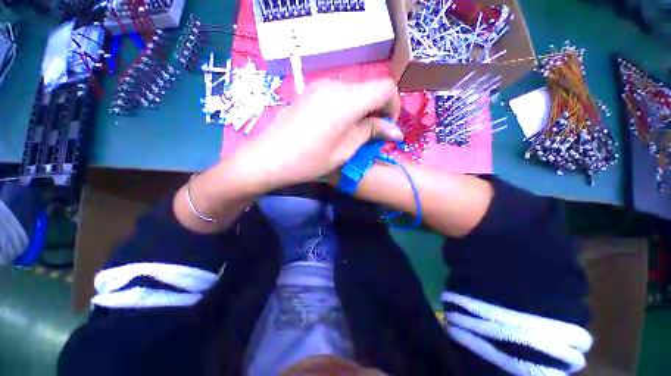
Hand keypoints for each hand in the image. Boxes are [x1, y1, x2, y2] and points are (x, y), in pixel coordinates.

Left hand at [233, 79, 401, 190]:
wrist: (268, 158)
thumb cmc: (308, 161)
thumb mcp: (344, 151)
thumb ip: (370, 133)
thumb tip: (395, 130)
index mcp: (346, 101)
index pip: (385, 88)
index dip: (393, 106)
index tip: (386, 128)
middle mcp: (334, 86)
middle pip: (370, 88)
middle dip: (377, 110)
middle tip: (371, 134)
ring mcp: (319, 86)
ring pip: (354, 91)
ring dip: (362, 109)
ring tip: (353, 132)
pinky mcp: (310, 91)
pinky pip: (338, 94)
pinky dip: (347, 107)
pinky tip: (337, 125)